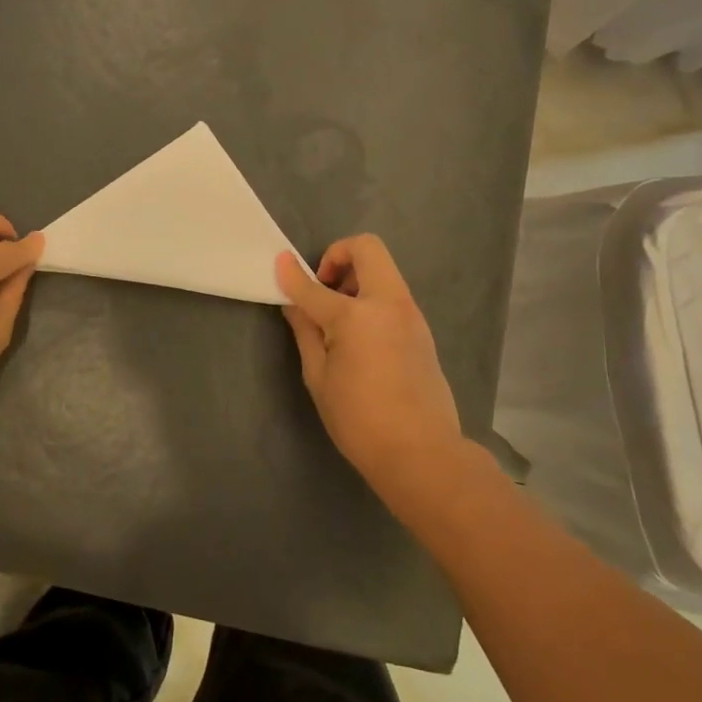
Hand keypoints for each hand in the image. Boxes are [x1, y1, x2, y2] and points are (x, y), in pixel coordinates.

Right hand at [276, 235, 462, 487]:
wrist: (421, 452)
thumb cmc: (359, 420)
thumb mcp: (319, 377)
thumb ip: (306, 331)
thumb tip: (294, 303)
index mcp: (356, 316)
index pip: (314, 287)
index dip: (292, 275)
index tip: (279, 263)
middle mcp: (388, 303)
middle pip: (367, 249)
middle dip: (338, 256)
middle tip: (322, 289)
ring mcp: (410, 313)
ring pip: (383, 270)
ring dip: (356, 277)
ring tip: (337, 318)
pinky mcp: (421, 328)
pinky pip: (392, 294)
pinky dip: (371, 298)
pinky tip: (358, 336)